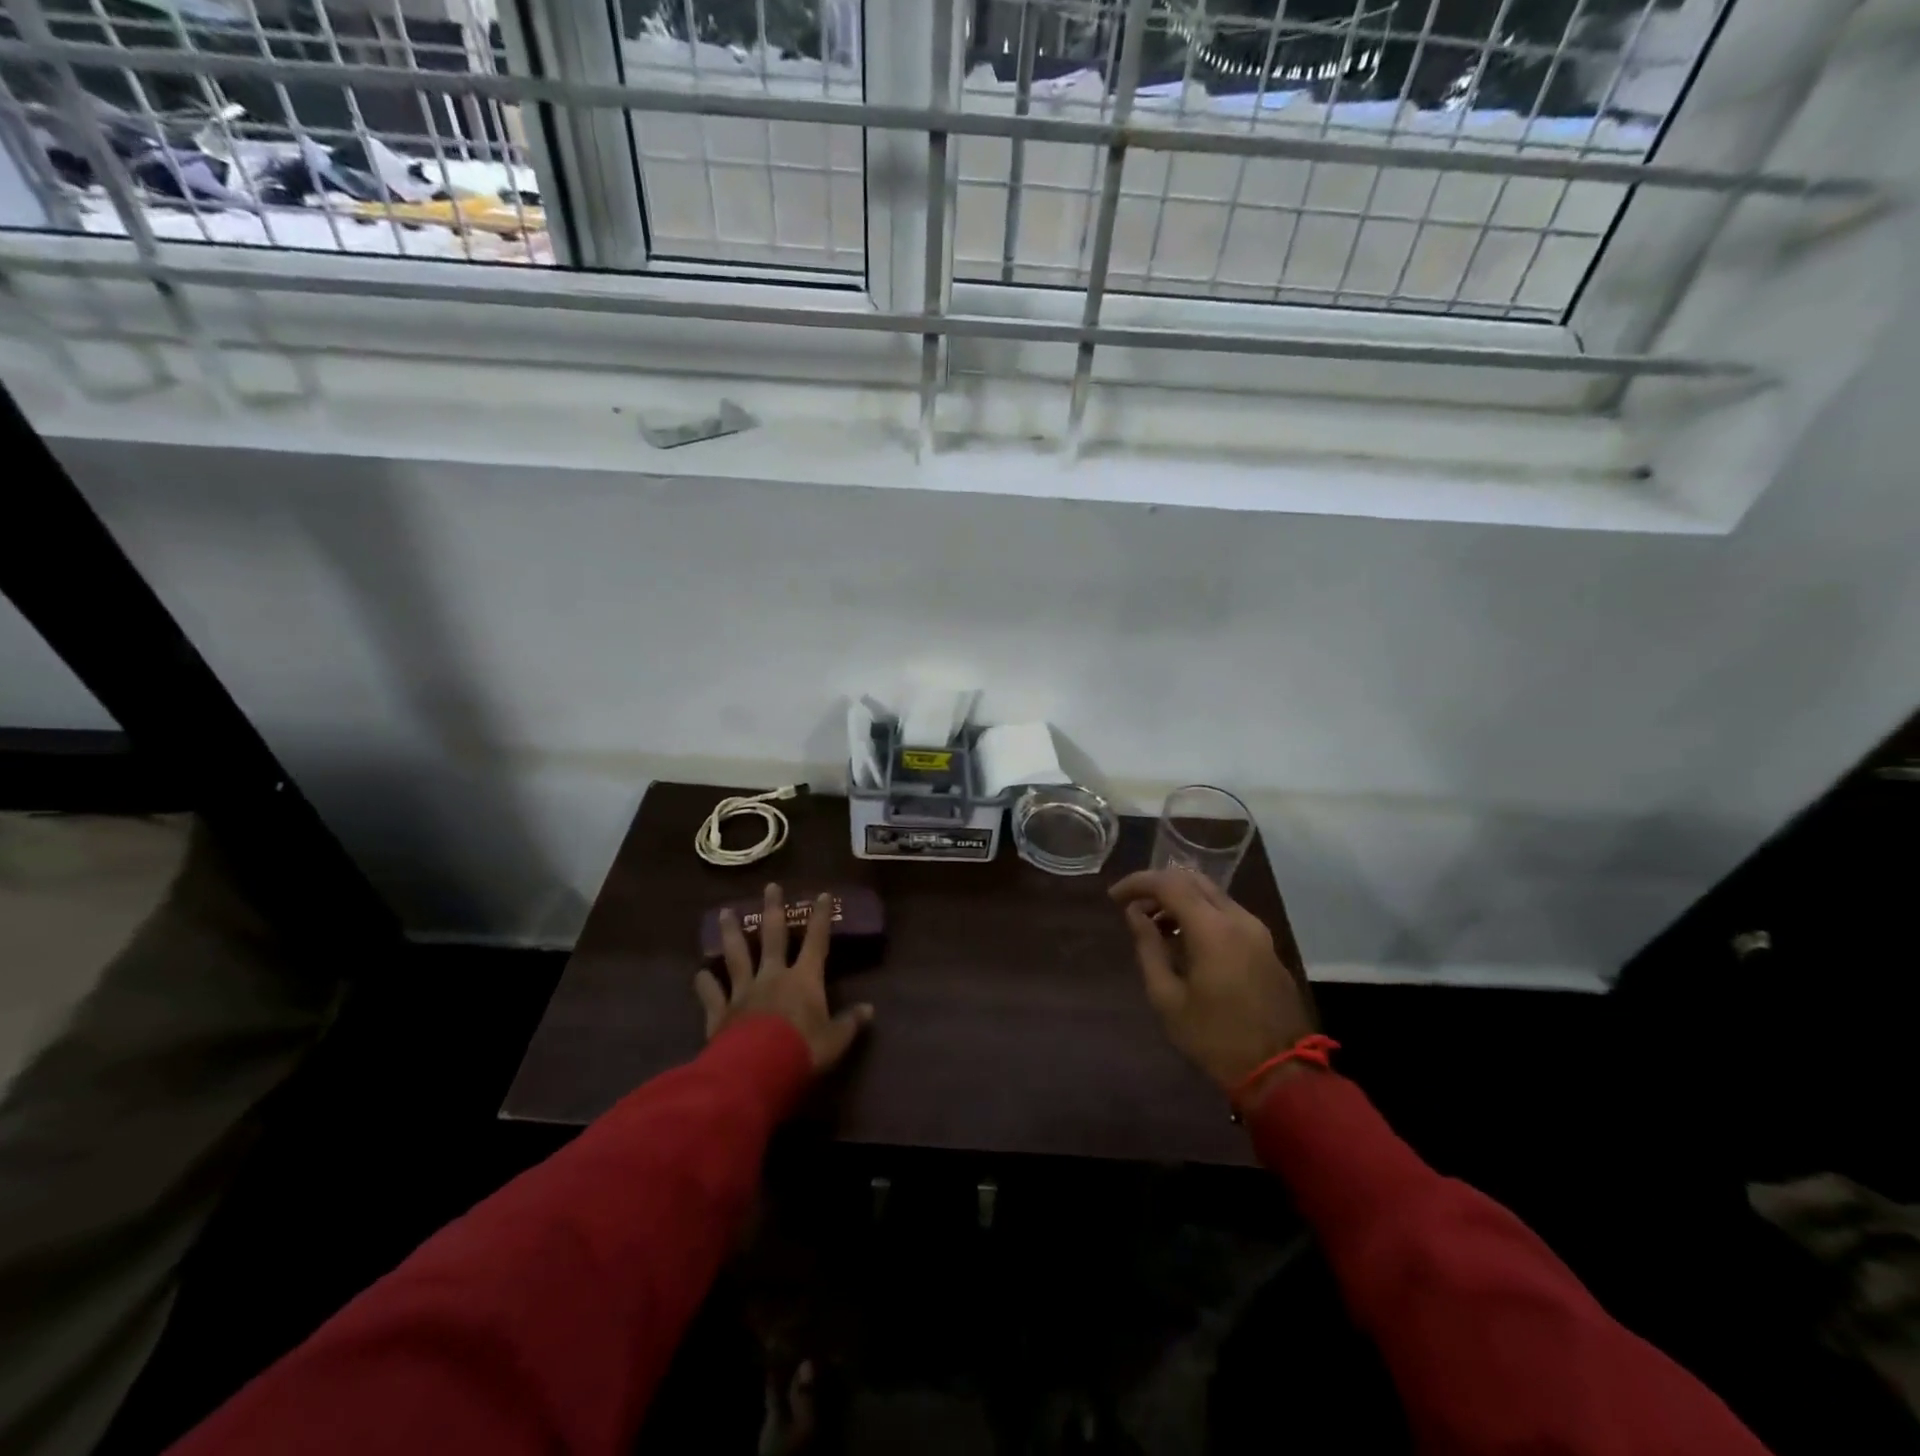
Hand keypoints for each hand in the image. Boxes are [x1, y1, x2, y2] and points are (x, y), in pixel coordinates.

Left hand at [695, 883, 874, 1071]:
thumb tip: (868, 1010)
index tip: (822, 894)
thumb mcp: (835, 1041)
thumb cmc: (802, 1051)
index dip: (820, 917)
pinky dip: (705, 984)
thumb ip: (849, 1023)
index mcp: (804, 979)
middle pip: (772, 936)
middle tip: (770, 886)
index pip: (816, 941)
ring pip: (736, 955)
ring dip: (731, 933)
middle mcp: (773, 976)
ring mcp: (743, 991)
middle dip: (773, 909)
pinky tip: (699, 975)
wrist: (756, 1072)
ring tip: (725, 912)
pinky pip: (711, 993)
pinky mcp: (720, 1012)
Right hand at [1110, 869, 1316, 1093]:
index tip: (1114, 897)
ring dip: (1180, 900)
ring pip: (1212, 894)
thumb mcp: (1168, 998)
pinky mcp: (1265, 945)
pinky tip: (1182, 939)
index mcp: (1213, 929)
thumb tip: (1135, 914)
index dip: (1138, 883)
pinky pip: (1226, 913)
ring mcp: (1257, 930)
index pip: (1169, 883)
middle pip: (1193, 880)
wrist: (1281, 1072)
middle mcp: (1238, 919)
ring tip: (1153, 925)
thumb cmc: (1215, 1038)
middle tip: (1132, 906)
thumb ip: (1148, 948)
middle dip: (1158, 886)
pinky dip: (1200, 913)